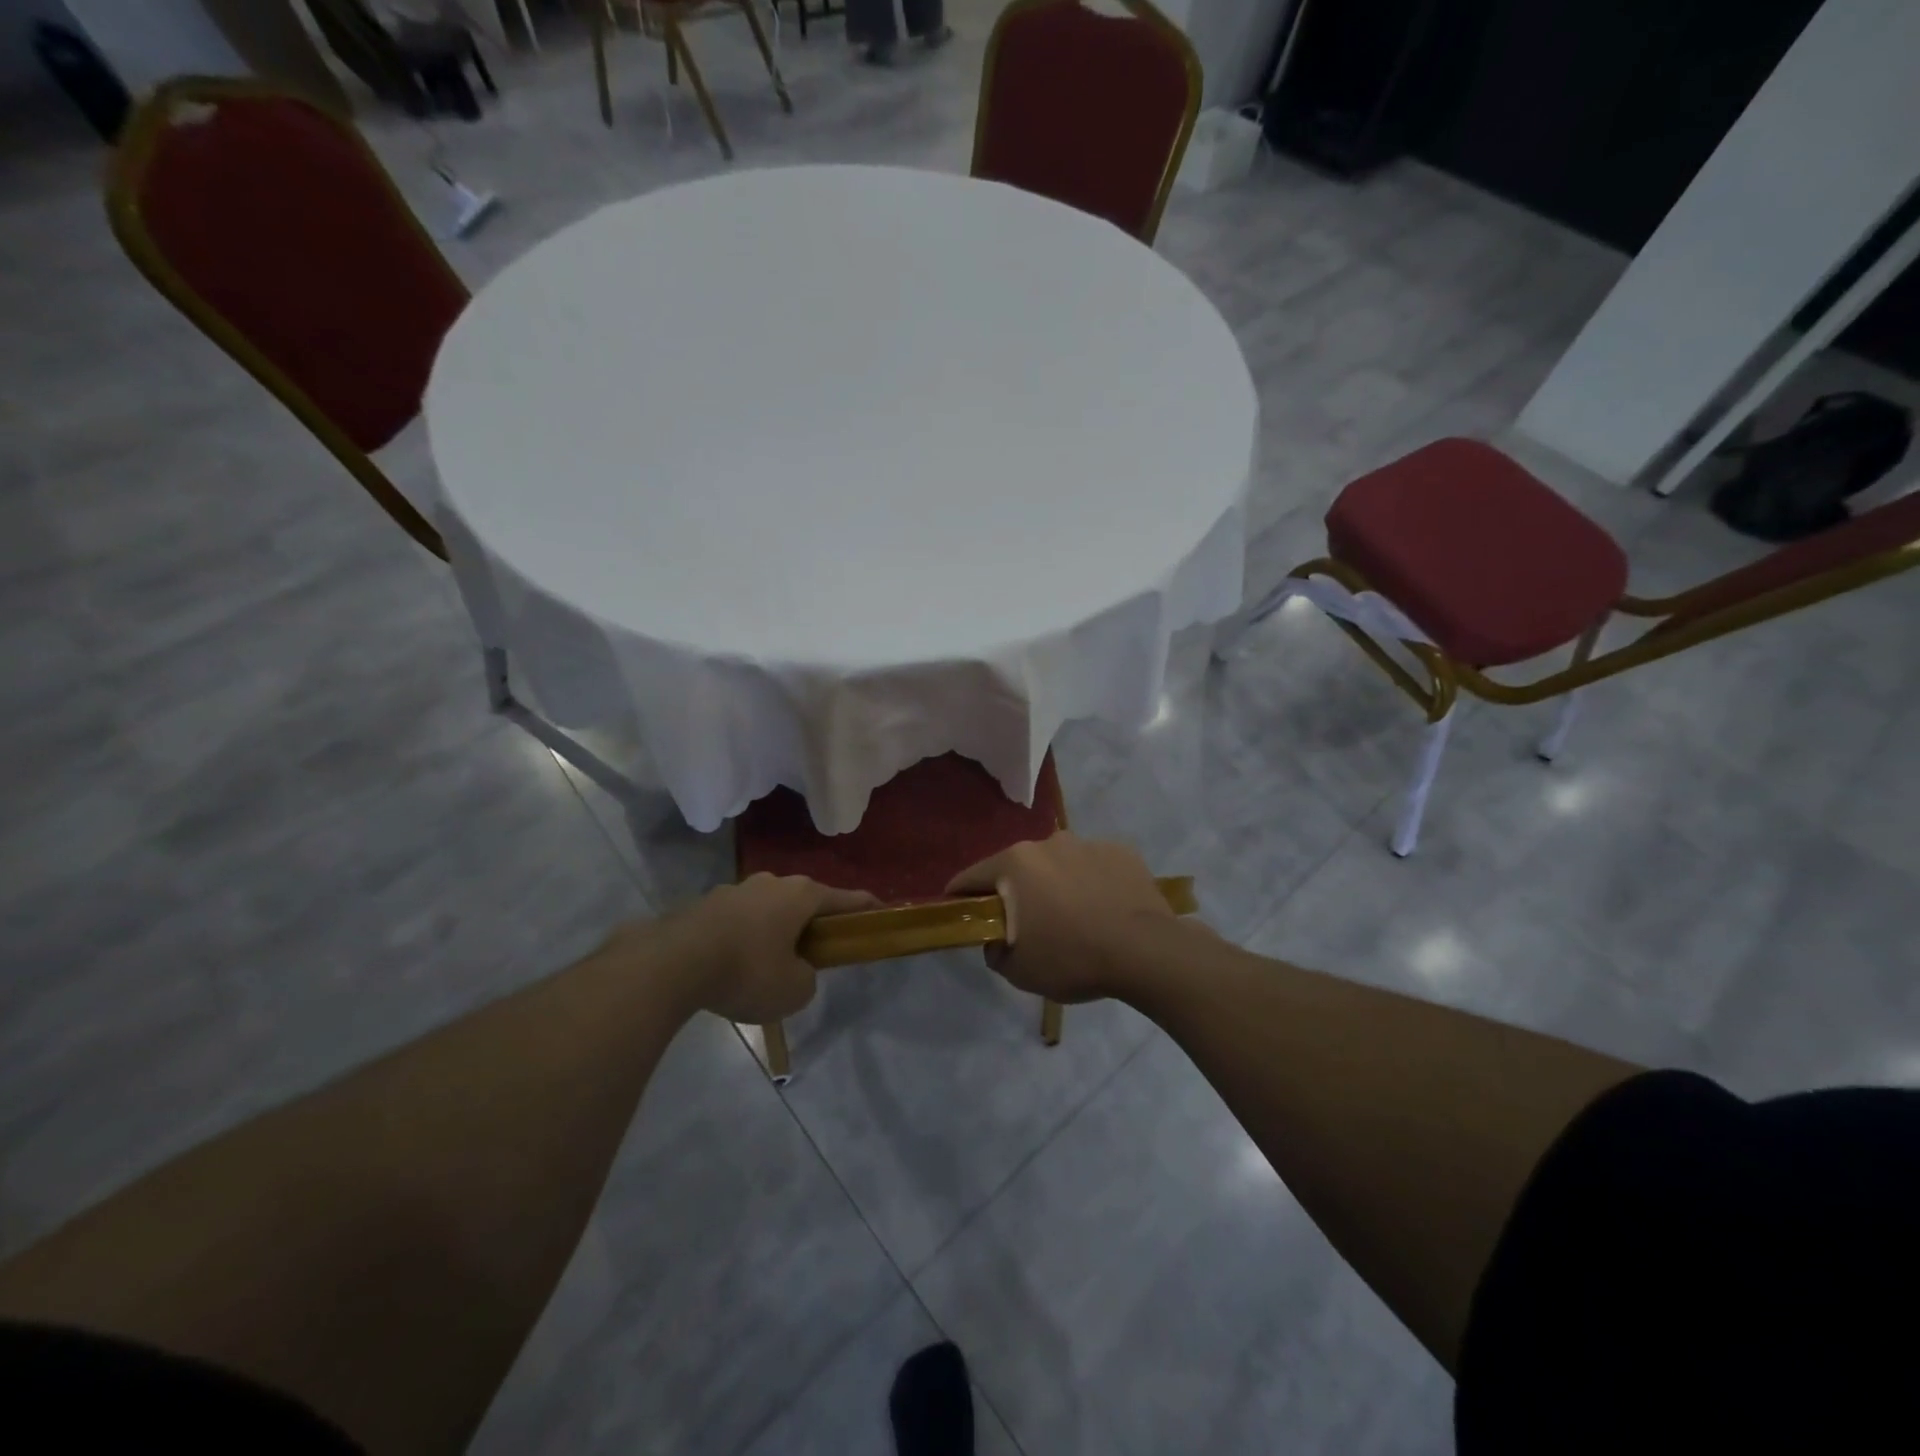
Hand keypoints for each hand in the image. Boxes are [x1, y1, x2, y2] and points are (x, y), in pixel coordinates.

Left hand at [647, 875, 878, 1023]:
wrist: (672, 963)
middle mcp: (772, 882)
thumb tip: (796, 969)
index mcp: (802, 895)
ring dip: (775, 930)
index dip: (867, 907)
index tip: (882, 911)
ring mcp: (736, 889)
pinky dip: (744, 937)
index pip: (846, 899)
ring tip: (768, 964)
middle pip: (804, 901)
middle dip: (813, 922)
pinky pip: (738, 920)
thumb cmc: (747, 971)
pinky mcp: (706, 904)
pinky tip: (733, 964)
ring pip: (768, 909)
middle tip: (817, 950)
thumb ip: (807, 978)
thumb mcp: (793, 990)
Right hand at [945, 833, 1176, 1002]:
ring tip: (1073, 918)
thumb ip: (995, 952)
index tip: (959, 912)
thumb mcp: (1020, 971)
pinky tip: (1104, 910)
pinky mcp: (1121, 851)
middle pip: (1017, 868)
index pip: (971, 877)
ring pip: (1058, 865)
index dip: (960, 897)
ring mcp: (1088, 843)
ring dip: (1056, 885)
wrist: (1146, 952)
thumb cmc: (1073, 958)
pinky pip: (1094, 867)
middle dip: (1015, 892)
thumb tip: (997, 941)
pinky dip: (1091, 883)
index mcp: (1015, 864)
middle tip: (1026, 924)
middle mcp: (1048, 843)